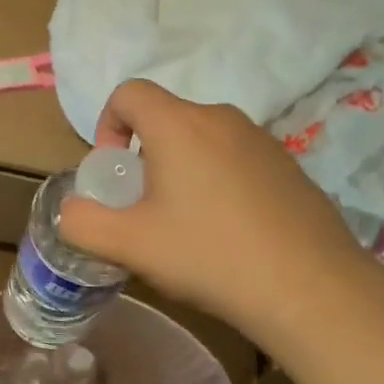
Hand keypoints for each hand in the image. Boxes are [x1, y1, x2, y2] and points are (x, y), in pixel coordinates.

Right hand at [58, 79, 383, 344]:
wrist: (313, 290)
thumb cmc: (210, 255)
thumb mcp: (130, 244)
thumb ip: (82, 222)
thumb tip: (70, 211)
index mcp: (179, 124)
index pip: (128, 92)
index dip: (107, 124)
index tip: (115, 171)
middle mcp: (221, 118)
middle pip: (165, 118)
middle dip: (144, 155)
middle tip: (146, 207)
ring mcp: (262, 140)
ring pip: (202, 139)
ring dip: (182, 169)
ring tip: (188, 224)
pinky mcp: (289, 166)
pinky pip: (236, 159)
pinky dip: (219, 181)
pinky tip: (231, 232)